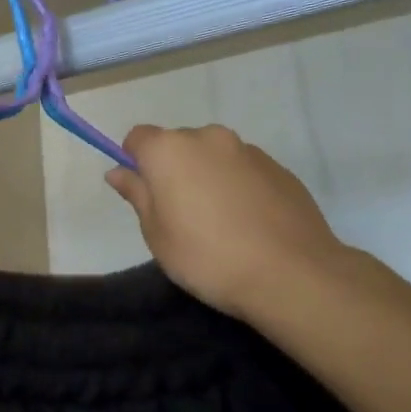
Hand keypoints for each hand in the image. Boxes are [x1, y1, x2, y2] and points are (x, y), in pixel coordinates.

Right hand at [107, 124, 350, 321]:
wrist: (292, 274)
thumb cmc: (207, 257)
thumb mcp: (157, 234)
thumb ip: (137, 195)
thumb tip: (118, 171)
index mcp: (170, 150)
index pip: (138, 137)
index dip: (136, 162)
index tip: (144, 194)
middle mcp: (208, 138)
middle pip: (178, 144)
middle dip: (174, 169)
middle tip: (180, 214)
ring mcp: (248, 150)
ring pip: (214, 156)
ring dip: (208, 177)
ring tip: (220, 222)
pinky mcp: (279, 168)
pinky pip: (245, 170)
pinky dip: (238, 187)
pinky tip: (248, 224)